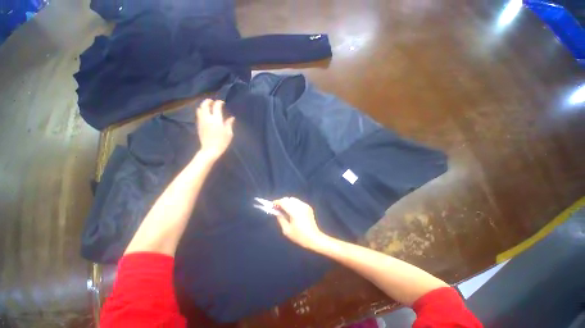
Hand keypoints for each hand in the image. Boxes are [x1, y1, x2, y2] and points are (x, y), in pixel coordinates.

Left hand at [196, 99, 234, 159]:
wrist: (210, 150)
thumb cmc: (222, 142)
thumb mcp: (229, 133)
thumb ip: (229, 124)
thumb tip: (231, 117)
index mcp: (216, 120)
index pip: (216, 107)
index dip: (219, 103)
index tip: (222, 102)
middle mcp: (208, 118)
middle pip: (205, 105)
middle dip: (208, 101)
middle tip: (212, 101)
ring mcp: (202, 121)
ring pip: (200, 109)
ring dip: (204, 105)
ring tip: (208, 106)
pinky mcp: (198, 125)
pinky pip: (199, 115)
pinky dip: (201, 111)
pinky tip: (205, 113)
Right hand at [273, 197, 326, 249]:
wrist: (314, 238)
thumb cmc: (299, 236)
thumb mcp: (287, 230)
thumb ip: (280, 219)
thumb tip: (276, 212)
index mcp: (295, 212)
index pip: (284, 202)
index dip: (277, 202)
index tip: (272, 205)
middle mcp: (300, 206)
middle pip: (288, 199)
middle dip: (282, 202)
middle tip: (277, 208)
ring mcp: (305, 205)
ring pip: (293, 199)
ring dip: (287, 202)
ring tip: (284, 209)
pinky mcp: (308, 207)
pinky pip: (298, 202)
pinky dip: (293, 204)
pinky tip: (292, 211)